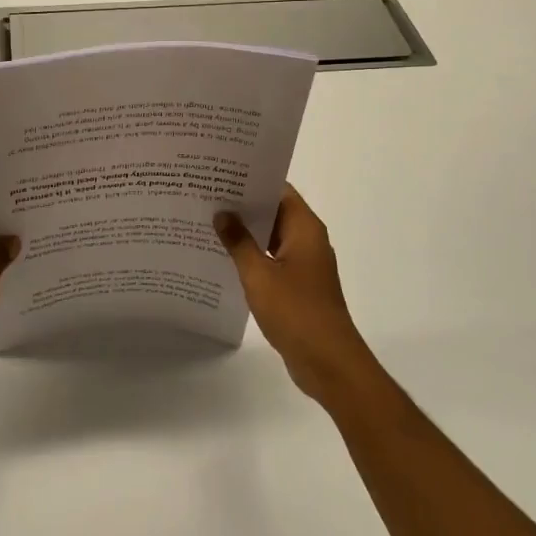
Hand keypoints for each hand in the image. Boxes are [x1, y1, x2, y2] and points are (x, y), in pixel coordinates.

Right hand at [216, 186, 374, 403]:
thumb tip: (223, 214)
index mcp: (305, 228)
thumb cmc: (296, 311)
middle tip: (206, 195)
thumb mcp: (259, 274)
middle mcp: (308, 240)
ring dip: (246, 232)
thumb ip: (239, 242)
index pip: (278, 189)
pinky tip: (224, 258)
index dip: (252, 179)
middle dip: (243, 205)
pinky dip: (252, 256)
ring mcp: (304, 264)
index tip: (221, 173)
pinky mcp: (299, 286)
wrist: (328, 362)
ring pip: (271, 237)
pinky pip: (272, 260)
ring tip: (208, 223)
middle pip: (274, 211)